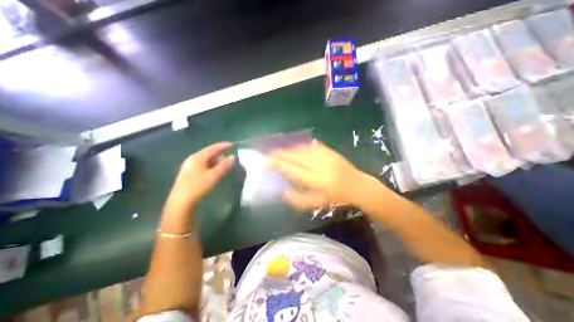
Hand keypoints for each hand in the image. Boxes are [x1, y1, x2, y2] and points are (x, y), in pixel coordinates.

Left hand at [167, 141, 233, 207]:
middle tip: (229, 156)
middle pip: (208, 153)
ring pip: (205, 159)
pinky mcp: (188, 172)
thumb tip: (233, 157)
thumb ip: (224, 166)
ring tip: (224, 164)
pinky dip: (210, 165)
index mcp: (198, 157)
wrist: (180, 201)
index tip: (232, 145)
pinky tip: (214, 170)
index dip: (223, 146)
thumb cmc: (198, 186)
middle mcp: (192, 159)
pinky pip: (202, 164)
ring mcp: (189, 165)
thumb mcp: (213, 176)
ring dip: (215, 160)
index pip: (212, 148)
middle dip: (219, 153)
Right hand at [269, 141, 379, 208]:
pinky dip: (301, 146)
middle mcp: (319, 166)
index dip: (278, 164)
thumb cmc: (336, 197)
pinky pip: (311, 146)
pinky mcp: (330, 151)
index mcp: (316, 180)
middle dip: (281, 154)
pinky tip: (295, 148)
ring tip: (280, 151)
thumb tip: (282, 192)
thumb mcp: (317, 203)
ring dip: (290, 149)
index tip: (267, 160)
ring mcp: (325, 156)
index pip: (292, 170)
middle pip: (296, 157)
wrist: (357, 185)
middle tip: (269, 153)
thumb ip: (298, 199)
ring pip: (302, 150)